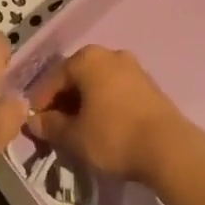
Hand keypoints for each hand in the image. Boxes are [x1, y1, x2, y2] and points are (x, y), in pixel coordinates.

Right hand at [26, 46, 187, 183]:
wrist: (170, 149)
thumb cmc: (114, 136)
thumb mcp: (74, 137)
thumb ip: (51, 127)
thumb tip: (34, 122)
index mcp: (87, 58)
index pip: (54, 80)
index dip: (41, 104)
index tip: (36, 127)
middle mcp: (109, 54)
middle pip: (77, 79)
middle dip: (64, 104)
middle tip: (57, 130)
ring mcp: (133, 68)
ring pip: (98, 85)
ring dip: (86, 105)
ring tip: (80, 132)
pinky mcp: (150, 86)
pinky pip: (117, 92)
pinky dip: (106, 107)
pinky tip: (104, 129)